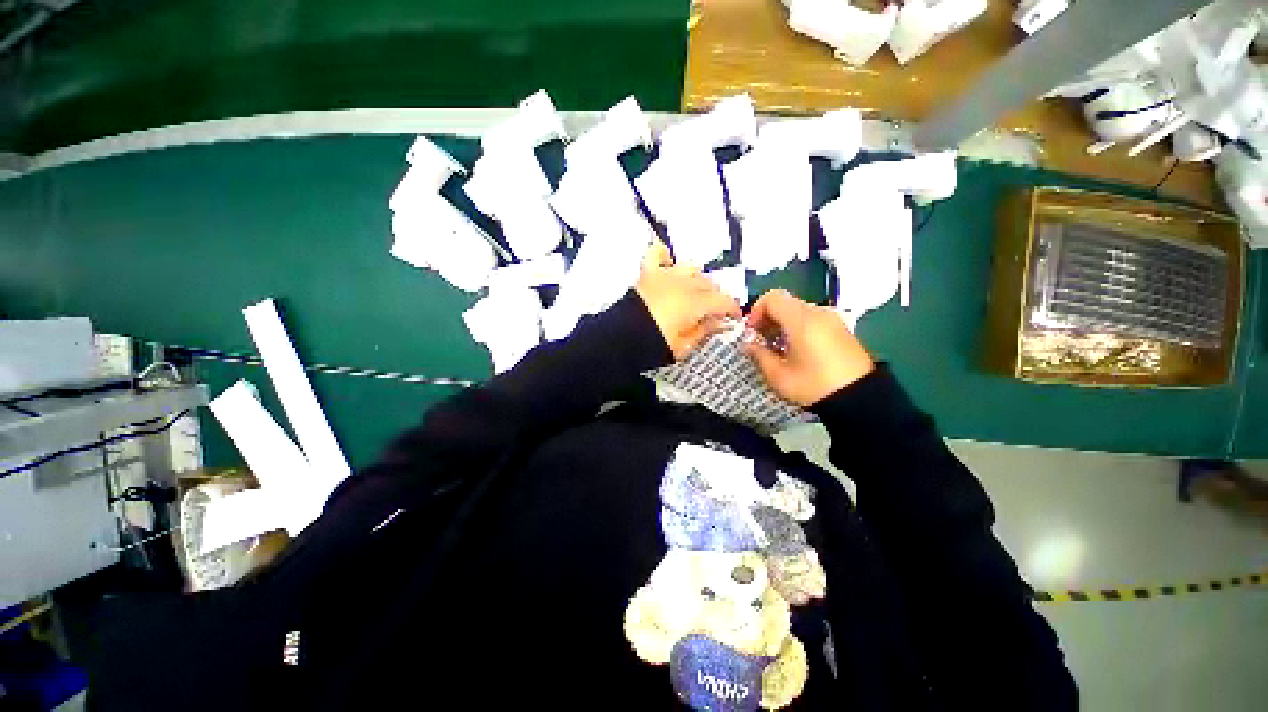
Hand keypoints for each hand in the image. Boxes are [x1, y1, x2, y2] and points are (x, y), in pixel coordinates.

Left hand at [635, 241, 741, 359]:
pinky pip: (657, 253)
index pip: (723, 301)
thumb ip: (705, 330)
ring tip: (696, 291)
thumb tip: (722, 322)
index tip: (735, 318)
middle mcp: (684, 284)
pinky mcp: (648, 273)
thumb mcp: (685, 345)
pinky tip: (669, 263)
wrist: (622, 337)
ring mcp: (665, 275)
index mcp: (696, 303)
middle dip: (716, 297)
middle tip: (714, 310)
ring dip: (698, 279)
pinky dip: (665, 255)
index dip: (733, 309)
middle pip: (708, 284)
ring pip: (691, 269)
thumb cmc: (656, 344)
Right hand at [743, 289, 873, 406]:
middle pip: (785, 303)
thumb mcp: (778, 375)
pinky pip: (812, 319)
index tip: (751, 331)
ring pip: (798, 311)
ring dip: (782, 324)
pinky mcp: (841, 329)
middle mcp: (818, 312)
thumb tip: (748, 344)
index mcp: (802, 319)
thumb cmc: (813, 386)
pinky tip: (796, 351)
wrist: (860, 400)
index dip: (756, 311)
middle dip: (768, 318)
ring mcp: (832, 319)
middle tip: (760, 341)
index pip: (772, 298)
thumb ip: (759, 354)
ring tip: (777, 348)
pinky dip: (797, 328)